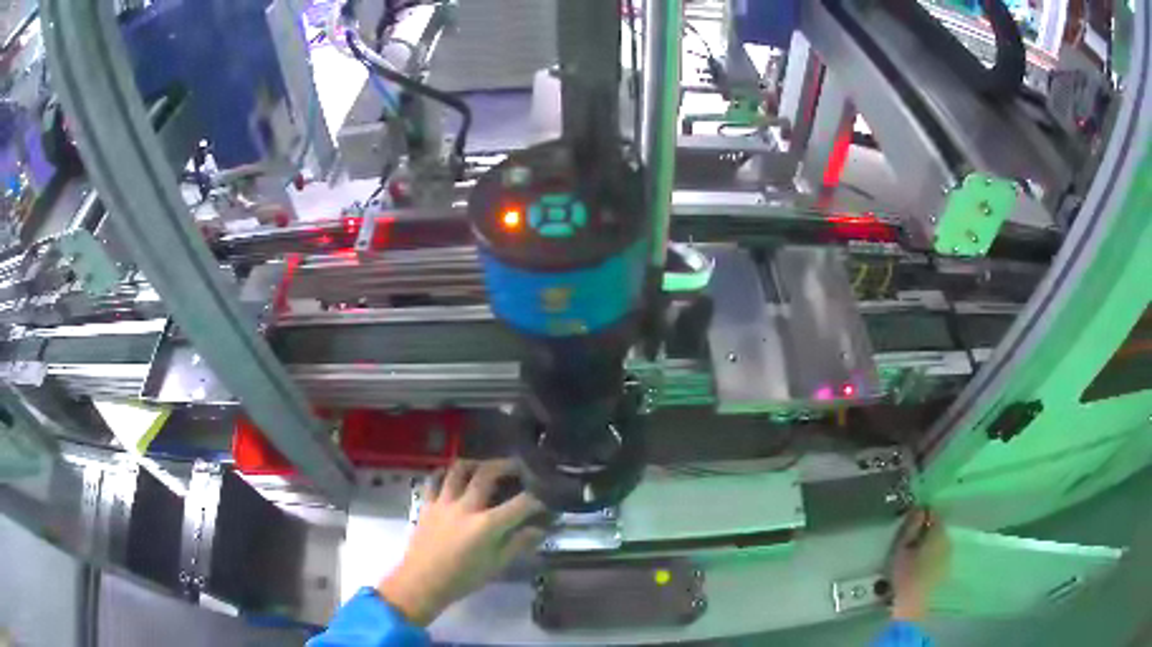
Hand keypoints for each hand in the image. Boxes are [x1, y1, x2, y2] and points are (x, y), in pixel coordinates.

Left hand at [377, 459, 545, 625]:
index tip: (543, 500)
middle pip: (487, 473)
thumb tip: (539, 530)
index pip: (520, 504)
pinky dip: (444, 473)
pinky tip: (452, 476)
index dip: (536, 500)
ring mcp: (444, 503)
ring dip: (475, 464)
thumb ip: (518, 544)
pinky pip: (435, 480)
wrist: (422, 582)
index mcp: (487, 525)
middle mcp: (466, 507)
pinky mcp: (427, 504)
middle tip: (518, 467)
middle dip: (507, 466)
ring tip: (485, 467)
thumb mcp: (496, 566)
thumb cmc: (462, 579)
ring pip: (459, 470)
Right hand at [890, 508, 950, 620]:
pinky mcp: (946, 570)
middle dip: (925, 530)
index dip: (921, 514)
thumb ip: (911, 527)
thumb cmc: (906, 576)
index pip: (933, 513)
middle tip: (908, 538)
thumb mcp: (902, 549)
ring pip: (939, 542)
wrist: (914, 606)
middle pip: (937, 528)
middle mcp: (948, 540)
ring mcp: (949, 556)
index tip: (909, 520)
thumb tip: (918, 509)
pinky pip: (939, 555)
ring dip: (928, 544)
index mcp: (939, 532)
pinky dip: (930, 556)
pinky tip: (919, 566)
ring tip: (912, 554)